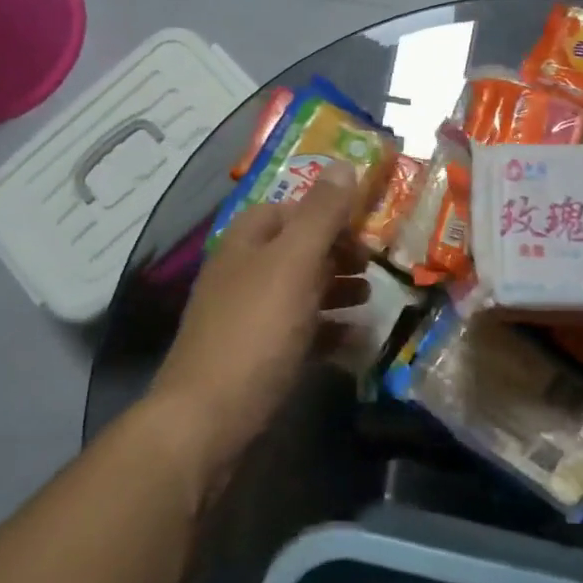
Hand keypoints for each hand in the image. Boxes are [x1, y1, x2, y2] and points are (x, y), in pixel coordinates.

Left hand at [147, 162, 369, 478]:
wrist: (208, 419)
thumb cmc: (255, 331)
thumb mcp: (294, 263)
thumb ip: (321, 214)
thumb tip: (345, 163)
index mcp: (245, 243)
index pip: (287, 209)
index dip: (326, 212)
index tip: (364, 226)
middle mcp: (241, 273)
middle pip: (294, 250)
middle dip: (336, 253)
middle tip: (374, 264)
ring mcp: (245, 317)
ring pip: (297, 291)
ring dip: (335, 289)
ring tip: (371, 297)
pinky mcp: (254, 356)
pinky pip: (297, 332)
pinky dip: (325, 329)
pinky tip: (353, 339)